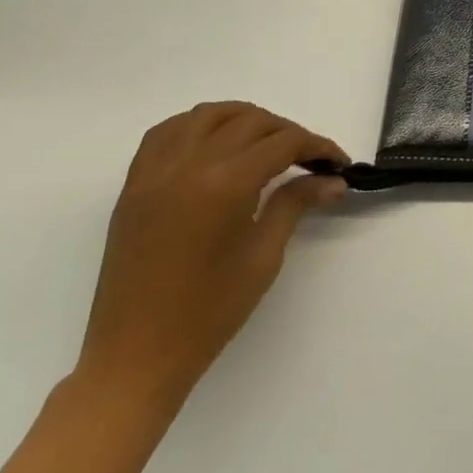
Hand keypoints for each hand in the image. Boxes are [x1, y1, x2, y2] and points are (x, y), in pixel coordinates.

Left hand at [78, 102, 348, 408]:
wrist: (135, 358)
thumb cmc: (209, 312)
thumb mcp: (263, 256)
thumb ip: (296, 204)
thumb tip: (333, 180)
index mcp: (226, 183)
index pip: (284, 142)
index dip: (318, 146)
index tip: (338, 162)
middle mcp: (190, 164)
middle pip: (251, 121)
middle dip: (287, 132)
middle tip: (308, 159)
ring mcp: (156, 172)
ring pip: (208, 115)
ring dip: (243, 119)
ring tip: (264, 143)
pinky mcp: (134, 185)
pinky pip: (166, 133)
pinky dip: (196, 126)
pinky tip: (214, 144)